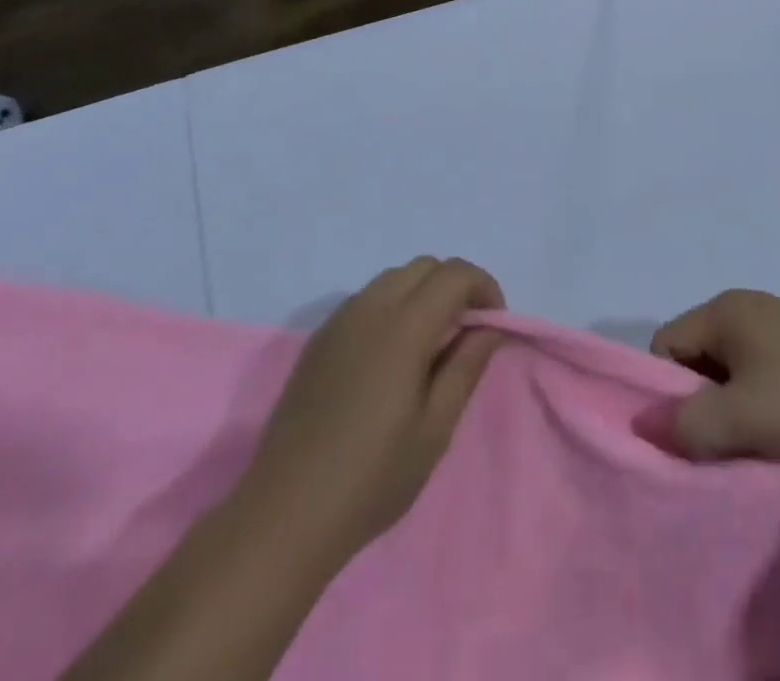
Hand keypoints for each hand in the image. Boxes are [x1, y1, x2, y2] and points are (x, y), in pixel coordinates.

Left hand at [243, 257, 505, 560]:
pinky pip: (367, 298)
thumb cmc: (373, 476)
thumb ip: (467, 365)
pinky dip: (393, 306)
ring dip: (423, 293)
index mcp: (403, 326)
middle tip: (466, 333)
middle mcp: (370, 307)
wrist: (285, 513)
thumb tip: (490, 326)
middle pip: (425, 266)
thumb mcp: (435, 428)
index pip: (455, 274)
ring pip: (394, 278)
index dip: (484, 288)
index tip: (493, 325)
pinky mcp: (319, 338)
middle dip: (455, 286)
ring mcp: (339, 319)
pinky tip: (391, 358)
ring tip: (430, 346)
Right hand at [651, 289, 779, 467]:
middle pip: (694, 355)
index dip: (667, 391)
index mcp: (723, 309)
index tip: (691, 432)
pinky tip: (779, 426)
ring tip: (754, 438)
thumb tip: (644, 426)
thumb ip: (687, 423)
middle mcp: (744, 306)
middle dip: (699, 399)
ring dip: (729, 404)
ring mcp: (775, 323)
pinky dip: (756, 399)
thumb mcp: (742, 418)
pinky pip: (756, 371)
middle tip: (722, 440)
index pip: (665, 344)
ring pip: (726, 367)